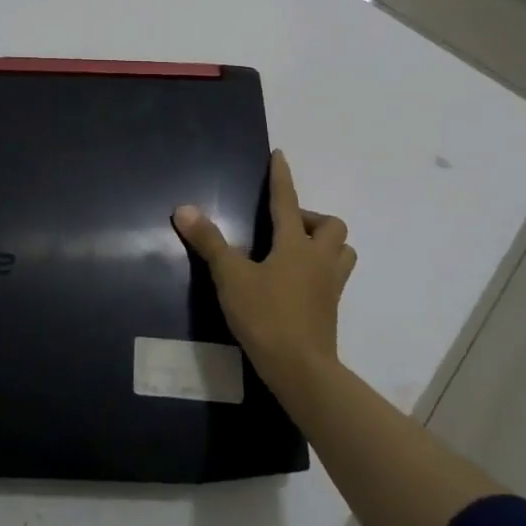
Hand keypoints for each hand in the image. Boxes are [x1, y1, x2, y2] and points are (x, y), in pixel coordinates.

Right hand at [174, 149, 355, 392]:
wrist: (301, 370)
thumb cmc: (266, 316)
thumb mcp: (230, 276)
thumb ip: (209, 242)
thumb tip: (184, 209)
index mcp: (296, 245)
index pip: (287, 200)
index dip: (281, 177)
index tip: (280, 155)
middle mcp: (319, 259)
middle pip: (332, 225)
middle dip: (312, 217)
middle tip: (285, 226)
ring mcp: (330, 286)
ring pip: (341, 252)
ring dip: (324, 243)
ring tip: (296, 250)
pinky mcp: (330, 309)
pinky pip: (333, 276)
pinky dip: (319, 269)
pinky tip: (295, 281)